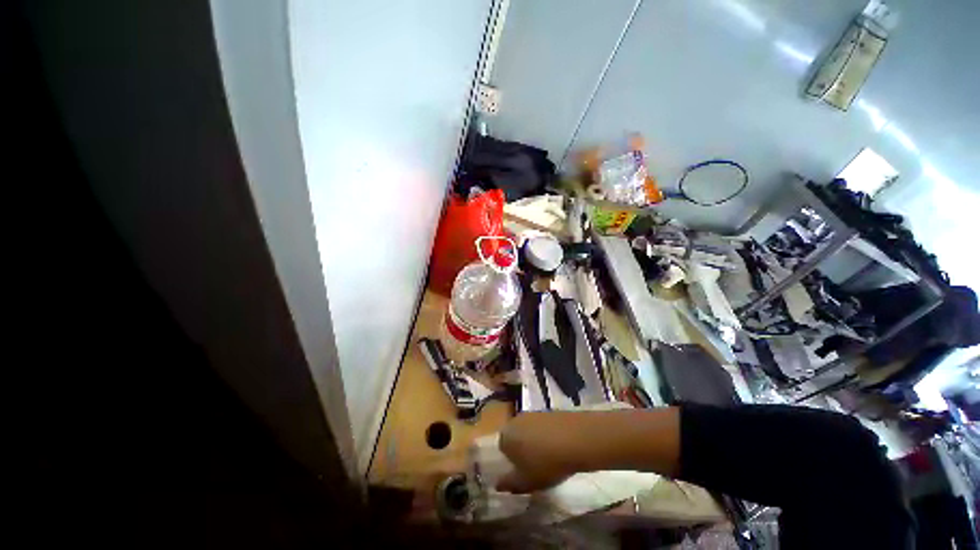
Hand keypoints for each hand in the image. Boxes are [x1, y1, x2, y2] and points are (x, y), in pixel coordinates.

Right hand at [496, 412, 582, 493]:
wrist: (576, 438)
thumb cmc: (546, 463)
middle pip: (515, 437)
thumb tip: (497, 484)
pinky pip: (543, 426)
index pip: (502, 449)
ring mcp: (532, 413)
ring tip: (549, 458)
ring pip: (529, 431)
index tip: (523, 473)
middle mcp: (515, 420)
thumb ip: (509, 483)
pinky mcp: (547, 411)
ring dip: (535, 442)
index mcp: (505, 436)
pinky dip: (547, 435)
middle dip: (522, 450)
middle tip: (535, 467)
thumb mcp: (526, 482)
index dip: (512, 463)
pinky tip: (558, 447)